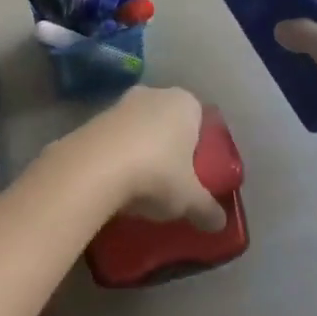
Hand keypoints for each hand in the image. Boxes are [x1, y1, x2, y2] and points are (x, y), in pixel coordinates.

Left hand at [67, 86, 226, 231]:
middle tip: (172, 180)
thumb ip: (208, 209)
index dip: (200, 146)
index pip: (200, 119)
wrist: (96, 166)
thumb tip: (220, 222)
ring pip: (141, 127)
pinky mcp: (96, 116)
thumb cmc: (157, 173)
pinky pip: (117, 136)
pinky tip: (117, 181)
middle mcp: (155, 93)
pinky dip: (119, 153)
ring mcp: (123, 101)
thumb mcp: (190, 199)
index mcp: (185, 103)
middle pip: (169, 121)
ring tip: (142, 185)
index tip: (197, 173)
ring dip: (142, 149)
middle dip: (170, 146)